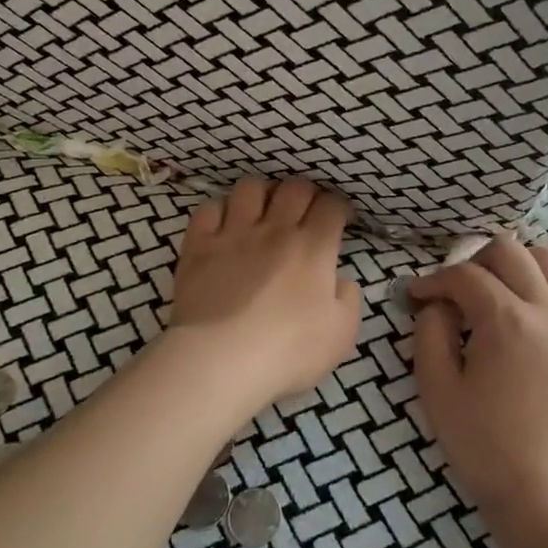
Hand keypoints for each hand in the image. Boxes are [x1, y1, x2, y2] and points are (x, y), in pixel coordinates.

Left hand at [169, 177, 361, 406]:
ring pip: (250, 188)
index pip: (332, 205)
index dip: (339, 207)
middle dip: (305, 193)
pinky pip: (208, 208)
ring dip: (262, 194)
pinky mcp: (199, 245)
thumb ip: (348, 300)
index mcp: (314, 247)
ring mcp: (234, 233)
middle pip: (294, 187)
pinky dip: (218, 211)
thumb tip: (340, 281)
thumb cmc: (288, 350)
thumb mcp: (341, 334)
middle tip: (305, 211)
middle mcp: (275, 229)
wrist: (221, 359)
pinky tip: (223, 225)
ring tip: (263, 211)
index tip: (339, 220)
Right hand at [408, 234, 547, 529]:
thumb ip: (430, 333)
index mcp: (505, 321)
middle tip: (458, 289)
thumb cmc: (484, 447)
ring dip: (520, 263)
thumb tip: (436, 304)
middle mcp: (547, 311)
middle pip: (510, 250)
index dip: (434, 280)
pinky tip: (542, 307)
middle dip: (475, 259)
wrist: (547, 497)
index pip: (464, 276)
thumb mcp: (438, 390)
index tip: (417, 296)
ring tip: (502, 289)